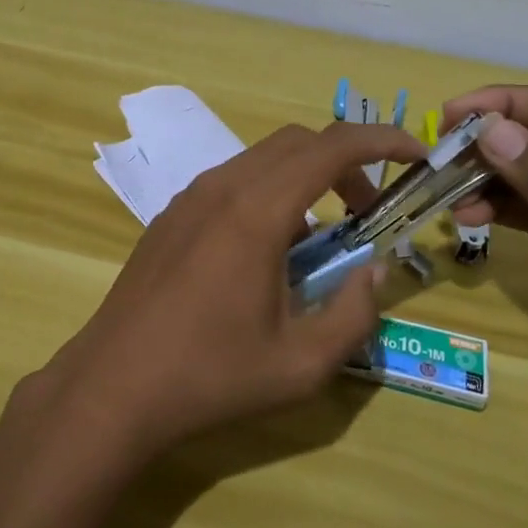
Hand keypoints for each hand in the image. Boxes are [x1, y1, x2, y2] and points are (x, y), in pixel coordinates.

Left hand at [38, 121, 426, 460]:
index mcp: (257, 211)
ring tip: (321, 237)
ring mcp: (190, 196)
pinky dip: (269, 192)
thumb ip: (353, 314)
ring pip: (263, 159)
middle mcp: (223, 187)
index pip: (330, 147)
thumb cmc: (210, 376)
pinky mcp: (172, 214)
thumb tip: (374, 271)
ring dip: (305, 177)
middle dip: (345, 162)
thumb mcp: (301, 365)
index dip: (380, 140)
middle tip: (369, 209)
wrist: (113, 386)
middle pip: (298, 142)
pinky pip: (233, 181)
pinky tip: (269, 250)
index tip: (414, 155)